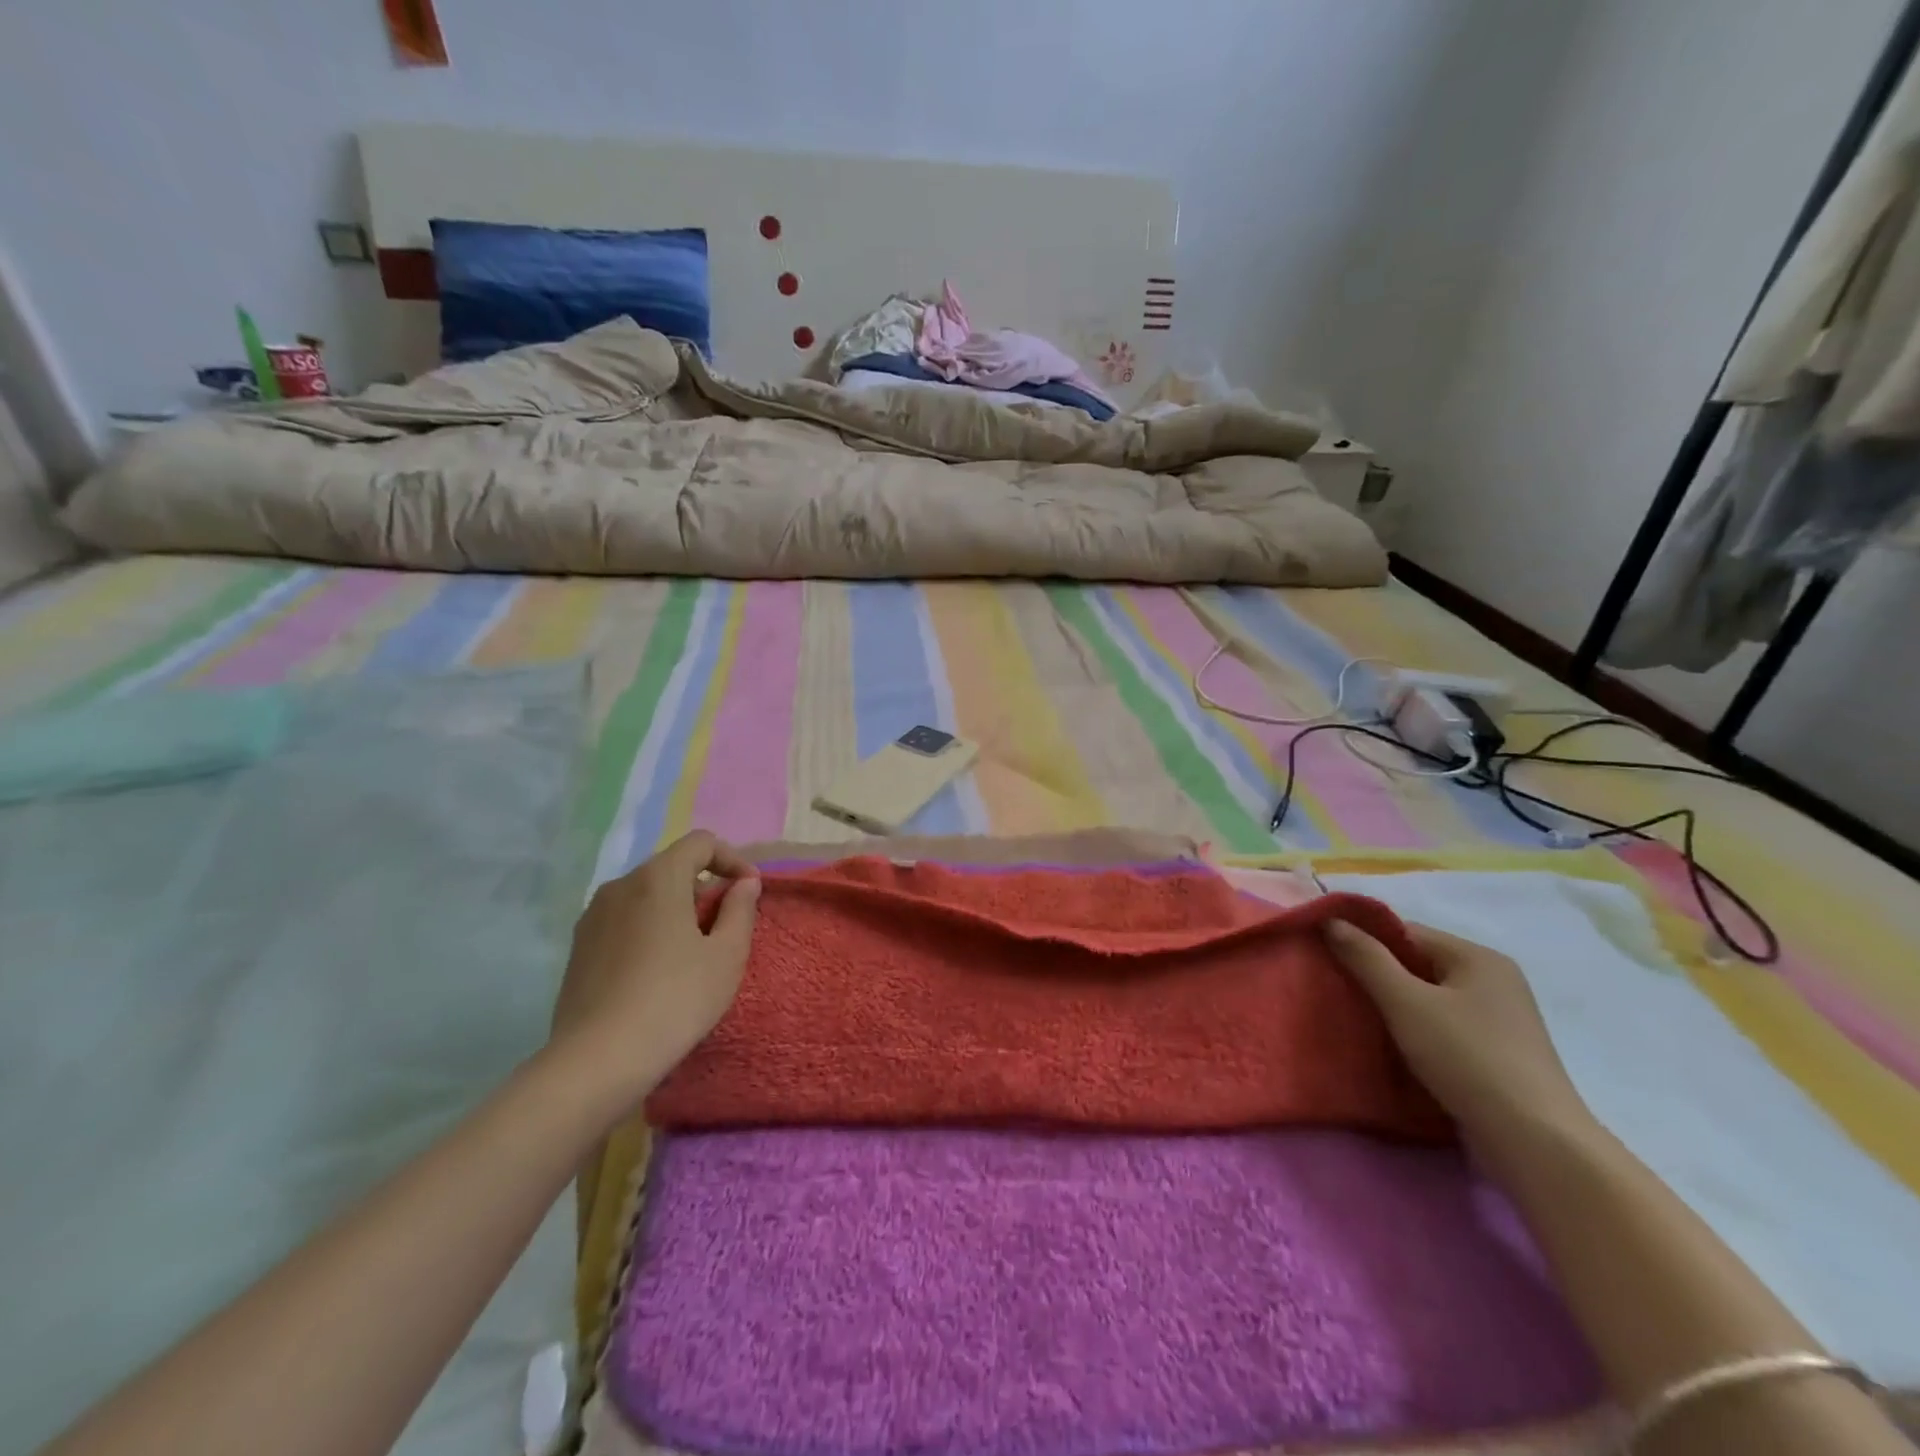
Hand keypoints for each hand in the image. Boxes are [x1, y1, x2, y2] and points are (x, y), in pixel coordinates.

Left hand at [548, 830, 760, 1113]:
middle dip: (704, 886)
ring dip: (676, 909)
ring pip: (646, 895)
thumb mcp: (726, 956)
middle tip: (726, 925)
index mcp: (658, 878)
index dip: (732, 859)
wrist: (597, 1060)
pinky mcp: (579, 948)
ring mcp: (593, 917)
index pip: (701, 843)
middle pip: (671, 867)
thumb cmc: (676, 1000)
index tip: (750, 892)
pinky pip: (624, 921)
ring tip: (693, 951)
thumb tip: (744, 884)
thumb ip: (740, 910)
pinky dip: (649, 929)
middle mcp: (620, 886)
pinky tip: (658, 971)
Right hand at [1325, 919, 1596, 1162]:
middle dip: (1377, 974)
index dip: (1364, 940)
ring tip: (1357, 1017)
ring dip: (1394, 1005)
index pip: (1406, 932)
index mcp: (1478, 957)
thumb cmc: (1466, 1058)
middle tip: (1335, 987)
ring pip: (1430, 997)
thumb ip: (1365, 958)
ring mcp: (1500, 1020)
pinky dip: (1416, 1029)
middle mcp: (1494, 980)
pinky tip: (1392, 1045)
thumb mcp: (1405, 1002)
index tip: (1326, 955)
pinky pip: (1444, 1026)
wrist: (1534, 1142)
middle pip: (1419, 964)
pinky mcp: (1498, 1054)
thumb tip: (1330, 920)